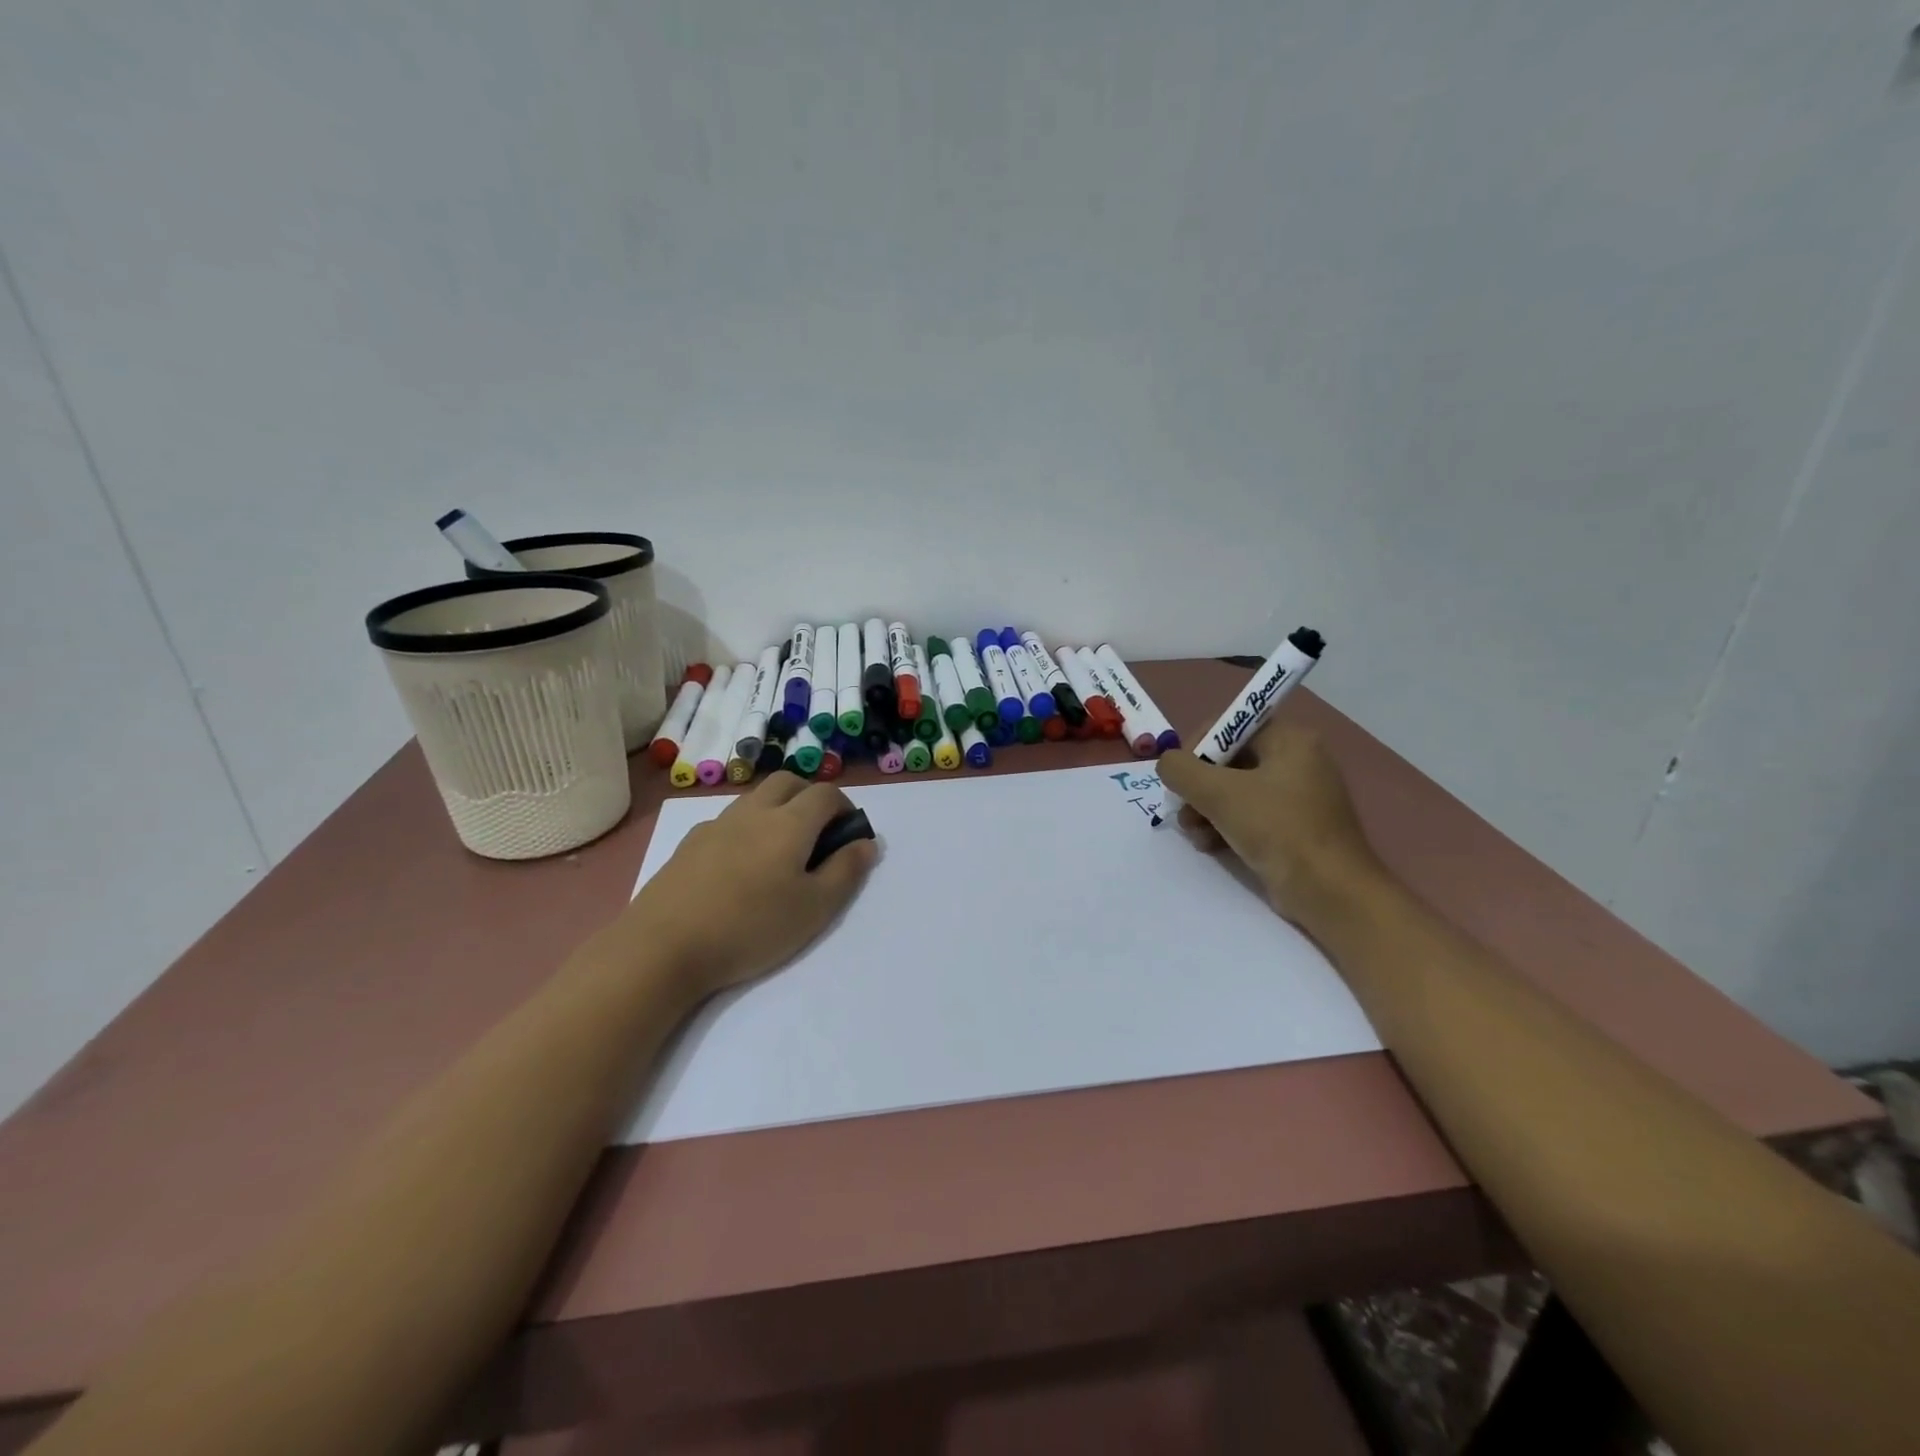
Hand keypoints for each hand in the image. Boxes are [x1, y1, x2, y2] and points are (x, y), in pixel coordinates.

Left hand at [613, 773, 877, 998]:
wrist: (663, 946)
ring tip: (780, 853)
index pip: (826, 794)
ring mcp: (716, 825)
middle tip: (818, 834)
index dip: (845, 808)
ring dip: (777, 810)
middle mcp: (753, 812)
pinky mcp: (689, 844)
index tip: (849, 836)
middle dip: (810, 797)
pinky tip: (740, 868)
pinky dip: (746, 829)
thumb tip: (865, 843)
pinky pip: (728, 821)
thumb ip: (846, 871)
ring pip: (755, 799)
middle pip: (788, 782)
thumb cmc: (751, 927)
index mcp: (789, 823)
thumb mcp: (815, 908)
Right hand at [1157, 721, 1382, 927]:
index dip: (1196, 749)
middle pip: (1227, 761)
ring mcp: (1296, 796)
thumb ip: (1181, 770)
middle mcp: (1296, 760)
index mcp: (1289, 739)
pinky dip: (1224, 827)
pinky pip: (1248, 815)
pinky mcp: (1292, 827)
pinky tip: (1209, 846)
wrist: (1330, 892)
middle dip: (1198, 787)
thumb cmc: (1278, 829)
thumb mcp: (1219, 793)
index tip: (1179, 779)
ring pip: (1233, 791)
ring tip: (1195, 834)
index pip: (1228, 726)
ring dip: (1205, 810)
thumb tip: (1167, 764)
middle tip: (1183, 810)